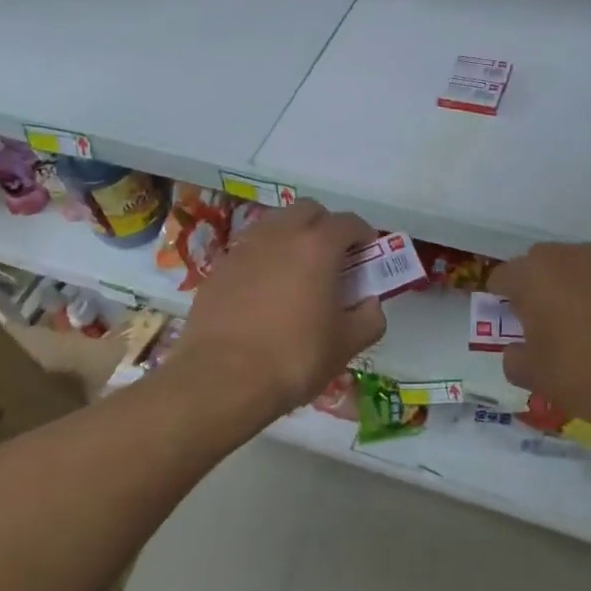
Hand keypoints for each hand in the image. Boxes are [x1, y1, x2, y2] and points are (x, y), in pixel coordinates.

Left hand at [179, 200, 386, 415]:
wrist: (221, 380)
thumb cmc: (293, 358)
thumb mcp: (346, 346)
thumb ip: (369, 319)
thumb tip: (371, 304)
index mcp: (318, 246)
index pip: (348, 222)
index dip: (363, 234)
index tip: (367, 253)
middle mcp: (281, 235)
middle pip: (308, 210)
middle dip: (325, 225)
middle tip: (333, 257)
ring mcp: (245, 248)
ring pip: (275, 224)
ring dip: (292, 236)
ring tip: (298, 269)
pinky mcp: (219, 268)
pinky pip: (250, 249)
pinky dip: (265, 257)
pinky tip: (266, 289)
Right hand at [490, 243, 590, 440]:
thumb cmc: (581, 375)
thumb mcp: (531, 375)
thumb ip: (513, 356)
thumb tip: (518, 349)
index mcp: (535, 274)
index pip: (503, 276)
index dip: (501, 299)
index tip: (510, 323)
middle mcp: (572, 256)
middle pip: (542, 263)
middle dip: (538, 286)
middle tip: (545, 322)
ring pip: (581, 267)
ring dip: (576, 286)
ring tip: (585, 323)